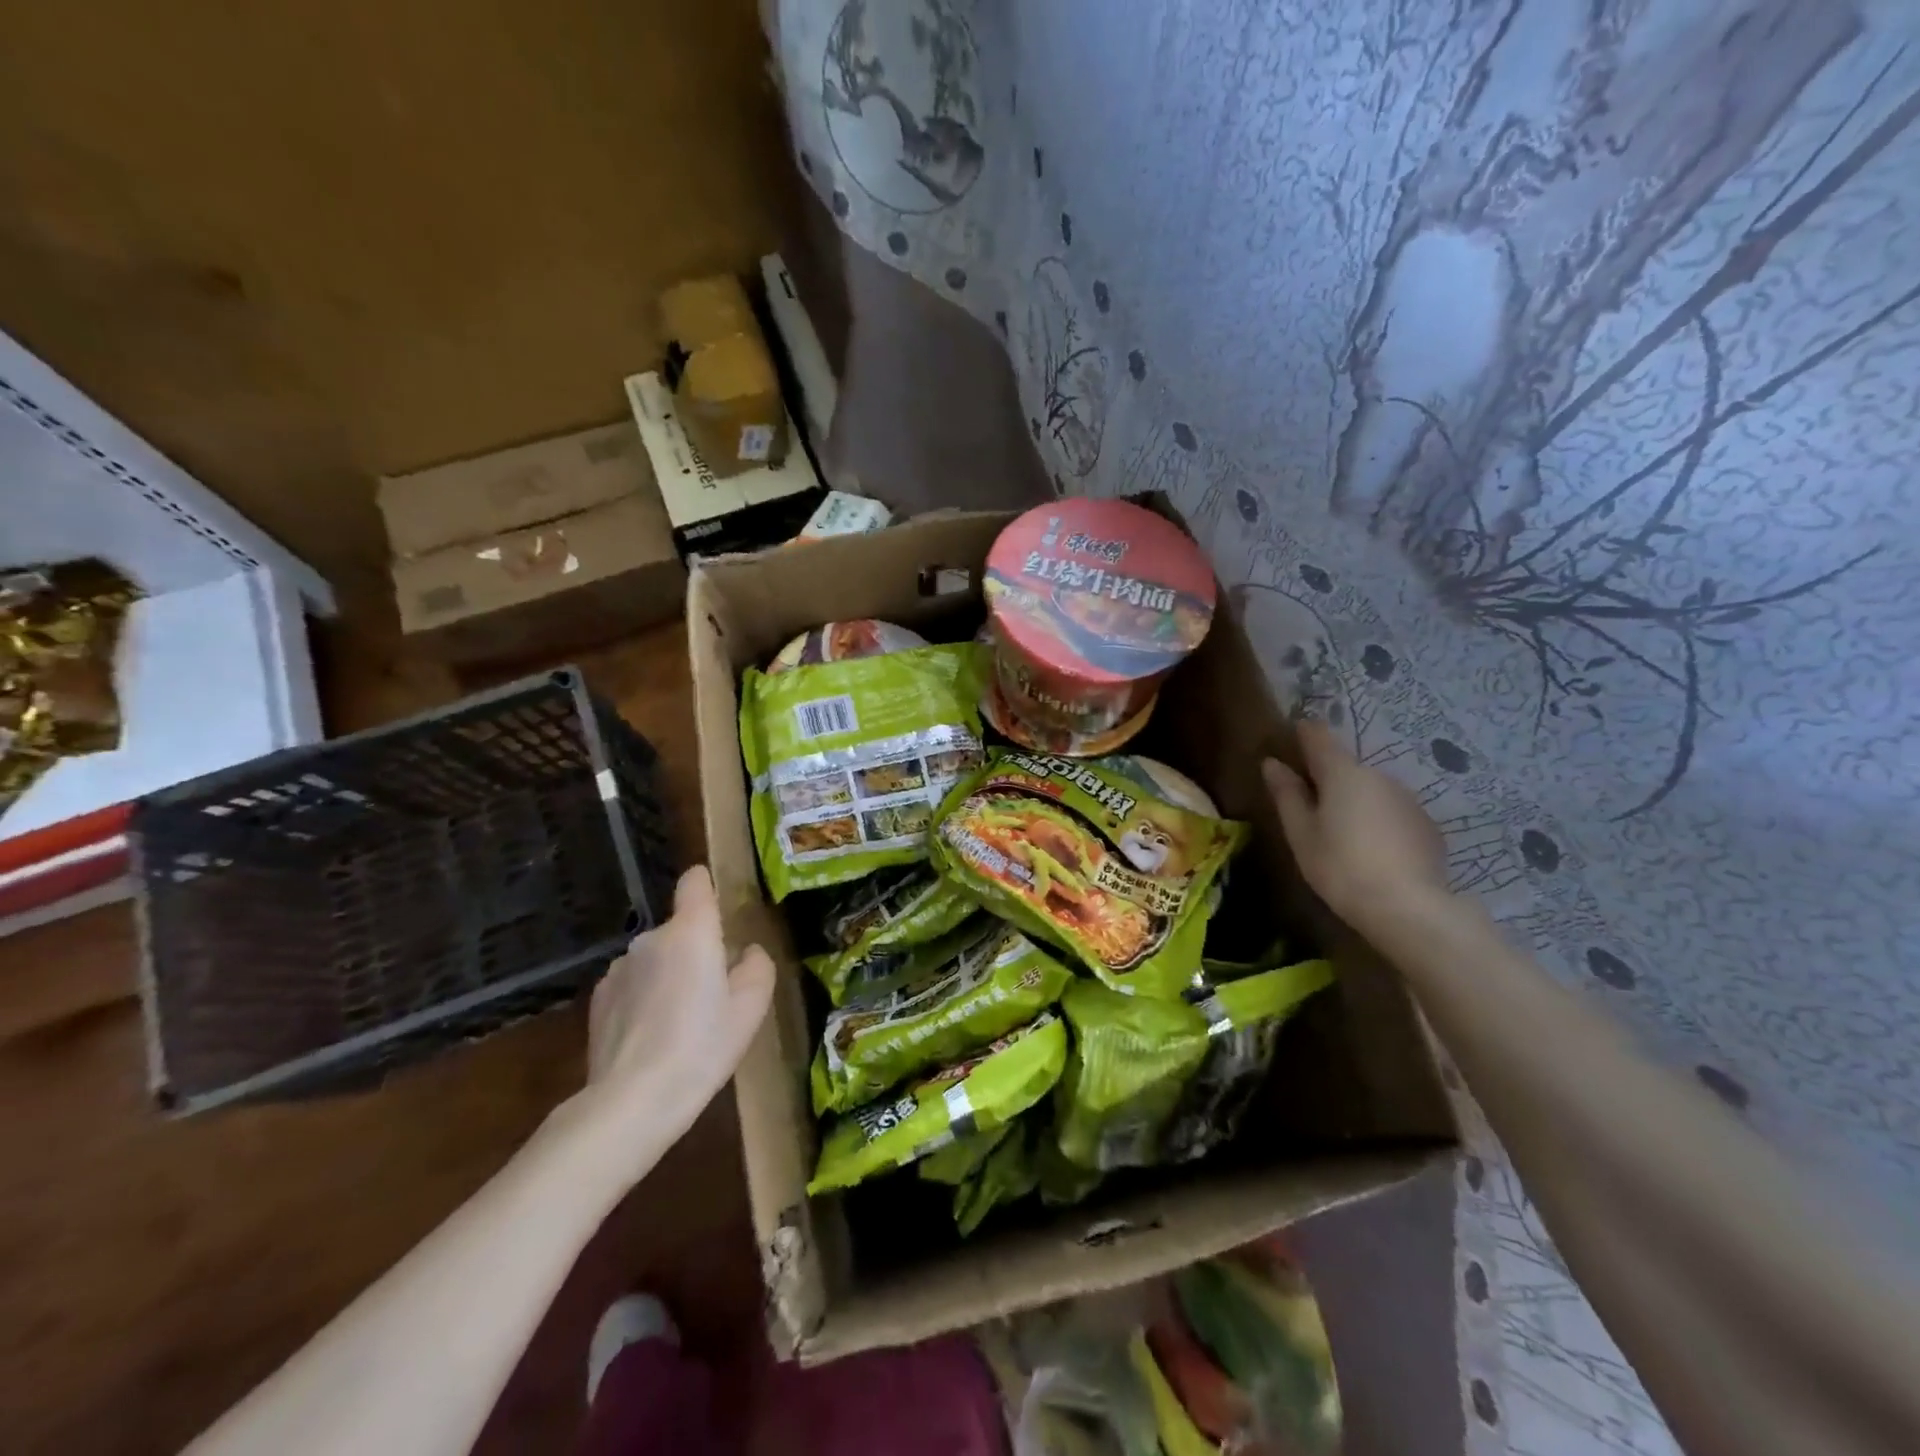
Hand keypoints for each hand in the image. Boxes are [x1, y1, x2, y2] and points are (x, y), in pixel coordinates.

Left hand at [581, 866, 774, 1134]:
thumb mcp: (752, 1008)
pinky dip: (643, 999)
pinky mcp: (597, 998)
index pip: (695, 882)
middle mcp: (651, 938)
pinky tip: (650, 1037)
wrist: (632, 1100)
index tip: (720, 910)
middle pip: (680, 929)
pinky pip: (632, 984)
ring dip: (668, 975)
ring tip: (679, 1023)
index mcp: (691, 931)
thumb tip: (747, 953)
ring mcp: (619, 968)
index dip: (707, 887)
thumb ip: (757, 966)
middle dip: (695, 950)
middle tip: (712, 994)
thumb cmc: (703, 1046)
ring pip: (655, 959)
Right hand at [1263, 719, 1450, 931]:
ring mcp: (1408, 799)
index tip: (1289, 743)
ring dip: (1355, 802)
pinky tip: (1373, 852)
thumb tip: (1272, 763)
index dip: (1302, 734)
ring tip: (1342, 836)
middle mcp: (1378, 775)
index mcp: (1342, 773)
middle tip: (1310, 810)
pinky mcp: (1427, 825)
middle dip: (1327, 780)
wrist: (1410, 908)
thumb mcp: (1301, 833)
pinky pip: (1392, 812)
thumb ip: (1287, 795)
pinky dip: (1379, 822)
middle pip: (1345, 767)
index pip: (1318, 736)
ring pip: (1371, 790)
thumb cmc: (1341, 867)